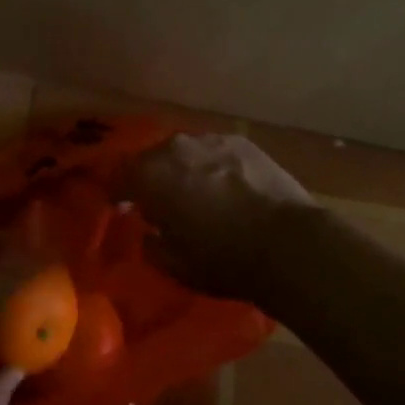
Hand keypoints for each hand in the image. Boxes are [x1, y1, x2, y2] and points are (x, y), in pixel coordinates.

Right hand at [124, 132, 315, 300]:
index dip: (118, 192)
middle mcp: (174, 148)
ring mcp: (209, 140)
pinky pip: (215, 152)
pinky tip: (227, 186)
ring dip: (184, 169)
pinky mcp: (241, 142)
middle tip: (160, 201)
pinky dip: (214, 166)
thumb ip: (151, 243)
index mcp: (149, 176)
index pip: (118, 177)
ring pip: (185, 152)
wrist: (286, 243)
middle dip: (152, 178)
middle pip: (151, 159)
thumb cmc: (222, 259)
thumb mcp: (174, 265)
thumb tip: (149, 231)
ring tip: (196, 192)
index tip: (122, 206)